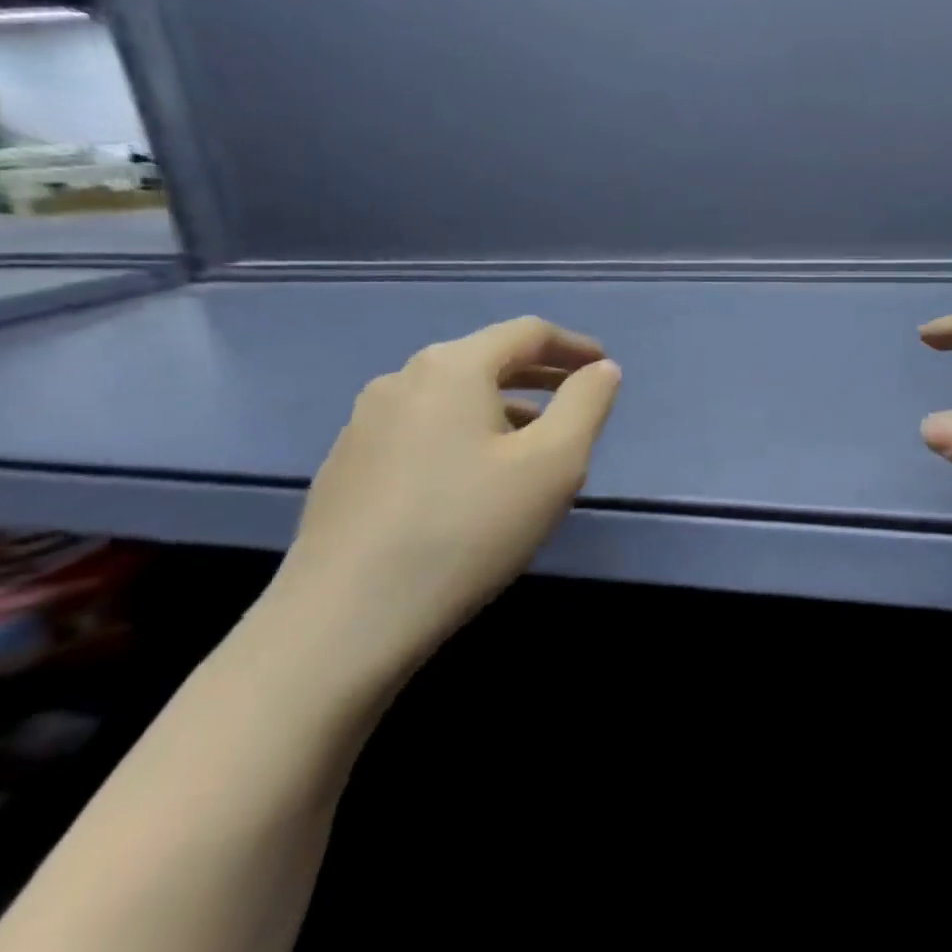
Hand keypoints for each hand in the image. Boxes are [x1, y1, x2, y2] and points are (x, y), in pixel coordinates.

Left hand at [268, 317, 621, 665]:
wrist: (347, 618)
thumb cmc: (469, 528)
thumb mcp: (555, 463)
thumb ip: (587, 404)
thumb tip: (602, 370)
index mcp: (452, 368)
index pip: (526, 332)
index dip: (574, 345)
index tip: (605, 367)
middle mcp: (401, 380)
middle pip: (485, 360)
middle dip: (539, 375)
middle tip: (578, 398)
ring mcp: (364, 424)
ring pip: (452, 398)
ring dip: (503, 407)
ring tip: (536, 444)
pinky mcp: (348, 467)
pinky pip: (423, 430)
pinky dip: (465, 435)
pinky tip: (476, 481)